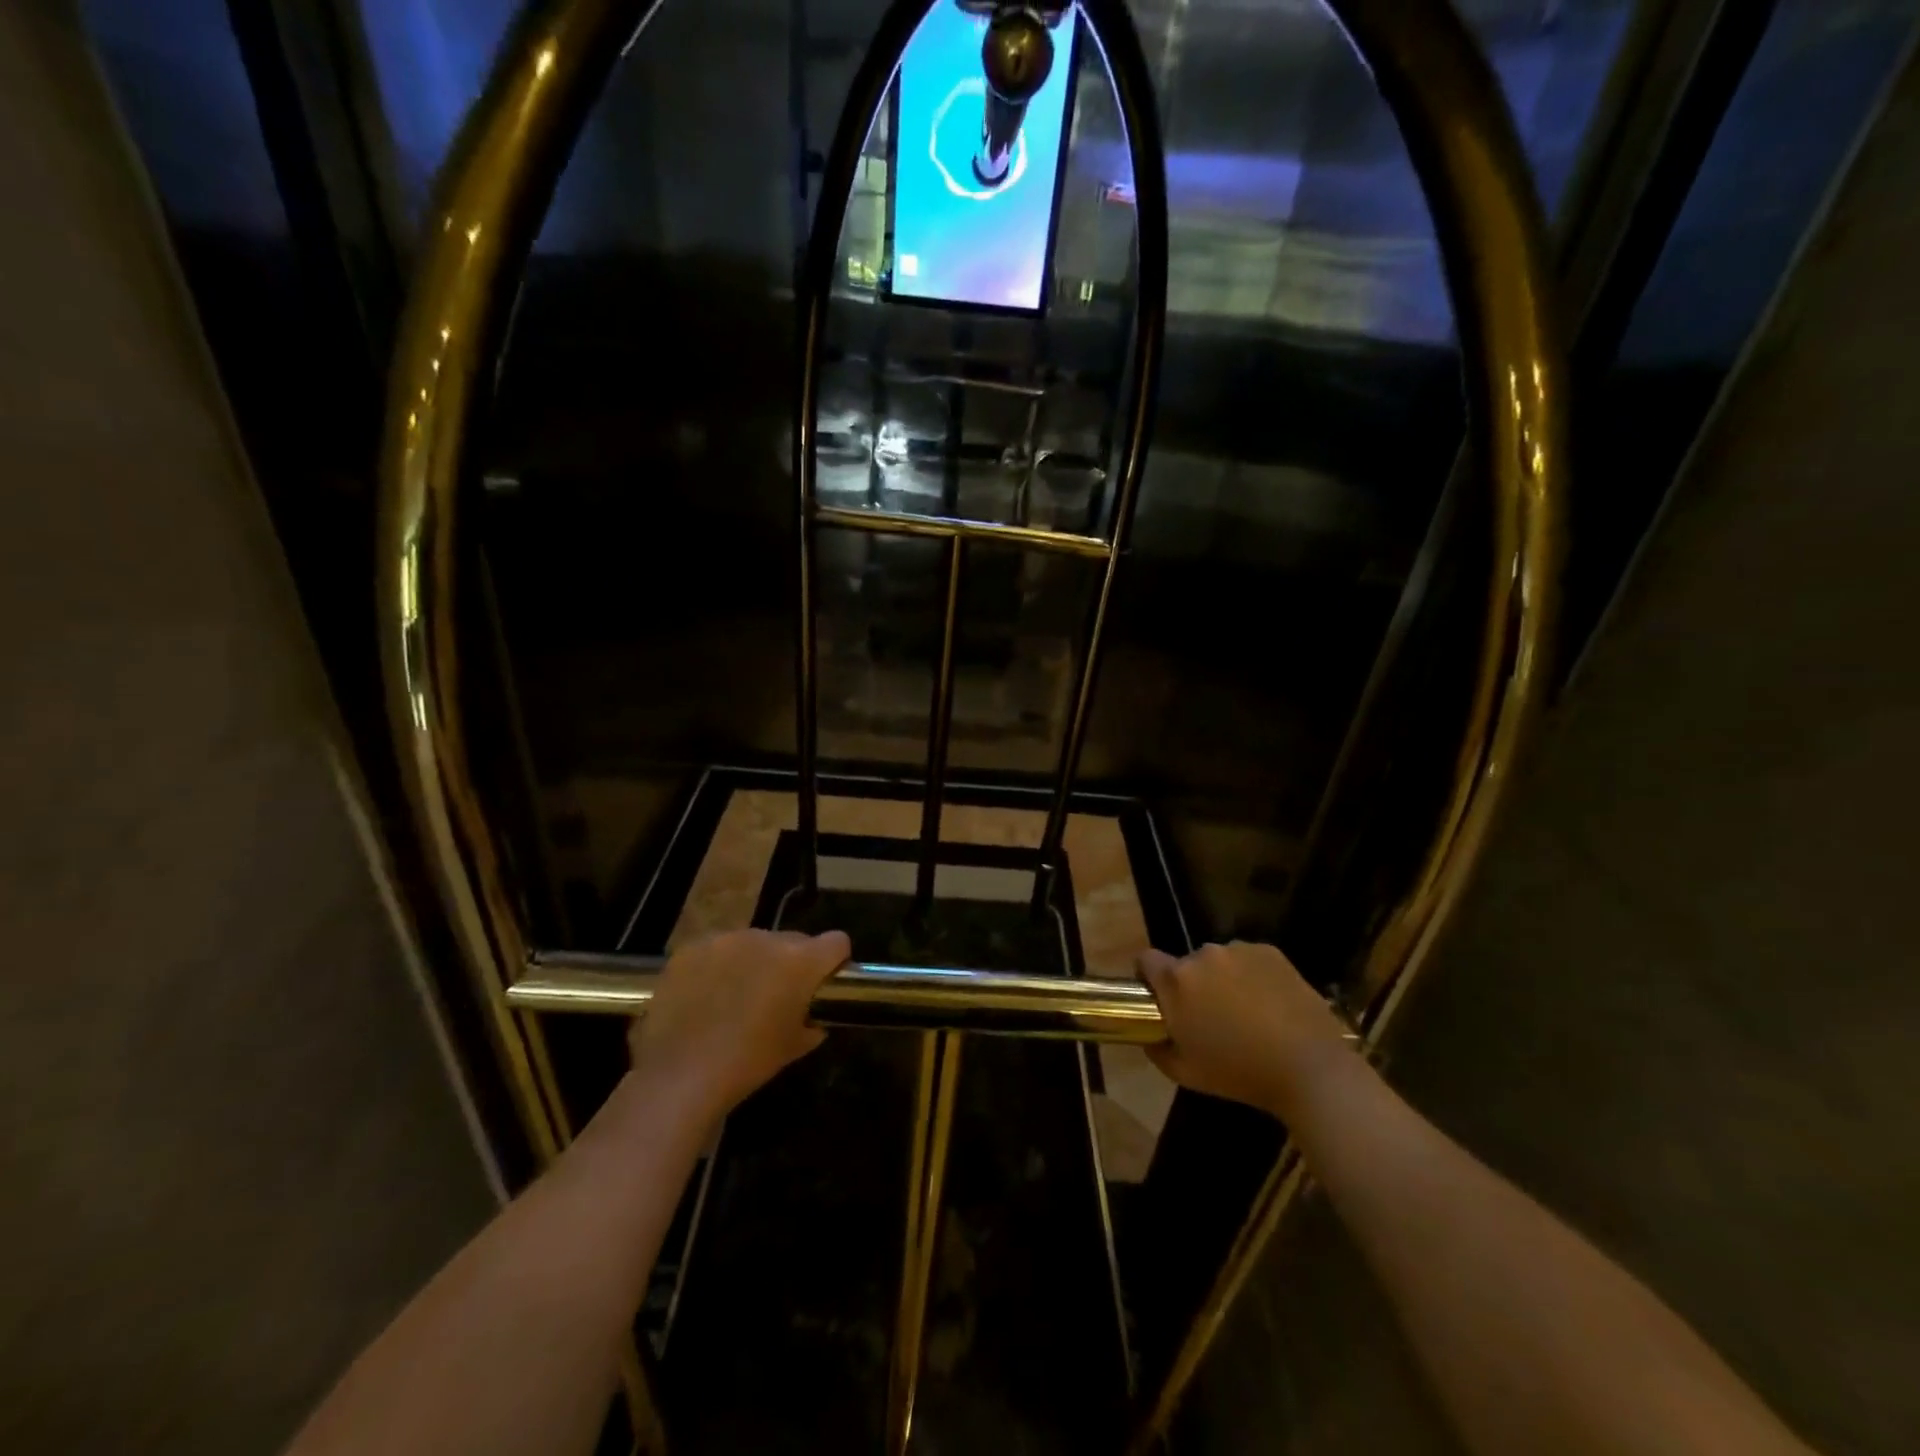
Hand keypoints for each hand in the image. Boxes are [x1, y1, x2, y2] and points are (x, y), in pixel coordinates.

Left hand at [627, 929, 850, 1120]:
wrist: (681, 1075)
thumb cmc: (748, 1062)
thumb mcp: (794, 1047)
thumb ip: (812, 1023)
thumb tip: (813, 1018)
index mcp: (800, 961)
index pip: (837, 942)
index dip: (835, 961)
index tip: (824, 982)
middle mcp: (766, 939)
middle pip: (792, 941)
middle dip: (790, 963)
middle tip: (777, 996)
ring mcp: (725, 940)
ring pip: (752, 943)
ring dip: (752, 963)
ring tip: (735, 998)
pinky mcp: (691, 949)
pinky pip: (715, 951)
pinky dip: (717, 968)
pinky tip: (704, 998)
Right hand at [1138, 941, 1353, 1120]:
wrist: (1309, 1068)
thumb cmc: (1239, 1073)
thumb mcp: (1184, 1073)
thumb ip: (1157, 1049)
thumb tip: (1151, 1035)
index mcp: (1177, 980)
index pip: (1146, 959)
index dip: (1148, 976)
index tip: (1160, 998)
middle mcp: (1203, 955)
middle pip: (1187, 963)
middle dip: (1193, 984)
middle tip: (1210, 1016)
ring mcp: (1239, 950)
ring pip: (1219, 961)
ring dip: (1223, 978)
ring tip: (1246, 1011)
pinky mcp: (1270, 952)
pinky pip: (1249, 959)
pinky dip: (1252, 975)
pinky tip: (1270, 1004)